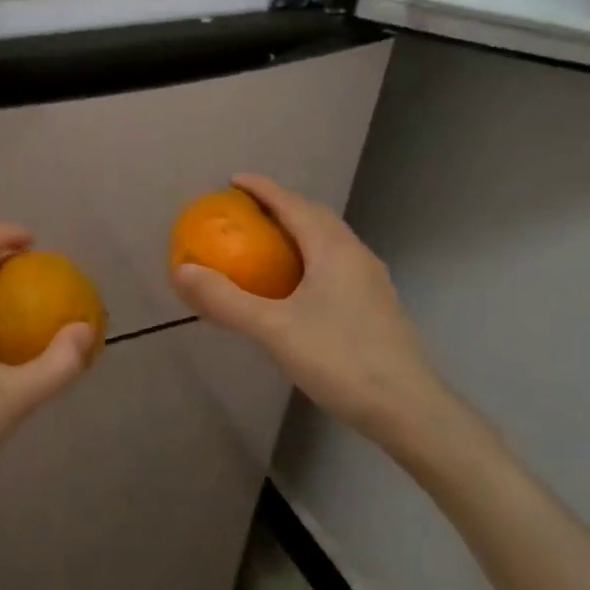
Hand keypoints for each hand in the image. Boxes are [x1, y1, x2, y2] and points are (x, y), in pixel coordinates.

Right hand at [171, 174, 460, 467]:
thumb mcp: (273, 330)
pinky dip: (311, 257)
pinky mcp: (377, 304)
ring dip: (300, 231)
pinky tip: (298, 286)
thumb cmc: (339, 360)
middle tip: (247, 211)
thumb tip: (182, 271)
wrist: (408, 408)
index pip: (292, 204)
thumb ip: (226, 300)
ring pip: (330, 240)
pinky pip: (337, 263)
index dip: (262, 188)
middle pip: (315, 216)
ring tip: (269, 243)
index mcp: (333, 249)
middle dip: (281, 206)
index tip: (233, 180)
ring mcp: (371, 280)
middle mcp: (356, 254)